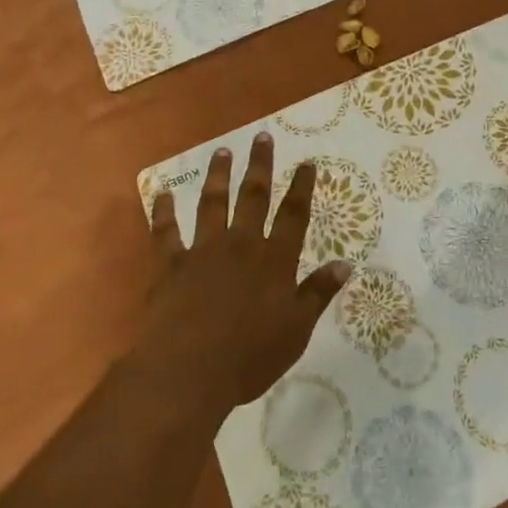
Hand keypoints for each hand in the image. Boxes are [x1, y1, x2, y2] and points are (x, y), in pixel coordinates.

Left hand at [144, 132, 351, 410]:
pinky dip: (163, 213)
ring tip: (222, 152)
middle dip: (260, 166)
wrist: (189, 371)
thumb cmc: (249, 356)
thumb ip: (318, 293)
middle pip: (254, 197)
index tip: (307, 162)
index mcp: (274, 260)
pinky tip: (162, 194)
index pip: (293, 216)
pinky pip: (166, 233)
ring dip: (218, 176)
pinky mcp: (172, 265)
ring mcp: (204, 251)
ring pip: (212, 204)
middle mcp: (241, 245)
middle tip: (262, 136)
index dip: (302, 188)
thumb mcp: (296, 330)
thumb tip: (345, 264)